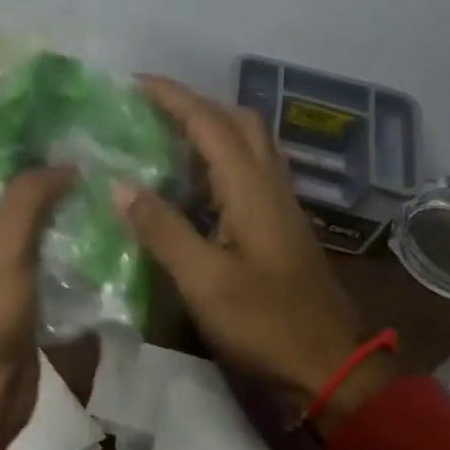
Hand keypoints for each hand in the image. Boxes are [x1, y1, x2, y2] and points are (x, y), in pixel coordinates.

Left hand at [0, 135, 73, 447]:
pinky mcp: (7, 277)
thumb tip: (62, 164)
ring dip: (33, 179)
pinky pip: (26, 234)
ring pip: (6, 203)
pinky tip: (80, 196)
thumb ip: (27, 198)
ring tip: (71, 142)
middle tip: (50, 109)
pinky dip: (47, 214)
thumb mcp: (0, 250)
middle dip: (8, 141)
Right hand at [115, 76, 393, 429]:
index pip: (210, 124)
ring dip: (209, 129)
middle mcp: (270, 186)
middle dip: (194, 105)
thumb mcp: (204, 281)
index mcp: (252, 190)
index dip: (173, 98)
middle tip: (150, 111)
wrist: (329, 366)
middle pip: (238, 123)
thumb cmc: (265, 324)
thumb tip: (119, 186)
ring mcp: (280, 207)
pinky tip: (192, 185)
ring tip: (164, 138)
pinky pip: (249, 173)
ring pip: (248, 146)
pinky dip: (218, 161)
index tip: (134, 84)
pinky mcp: (279, 228)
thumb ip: (163, 230)